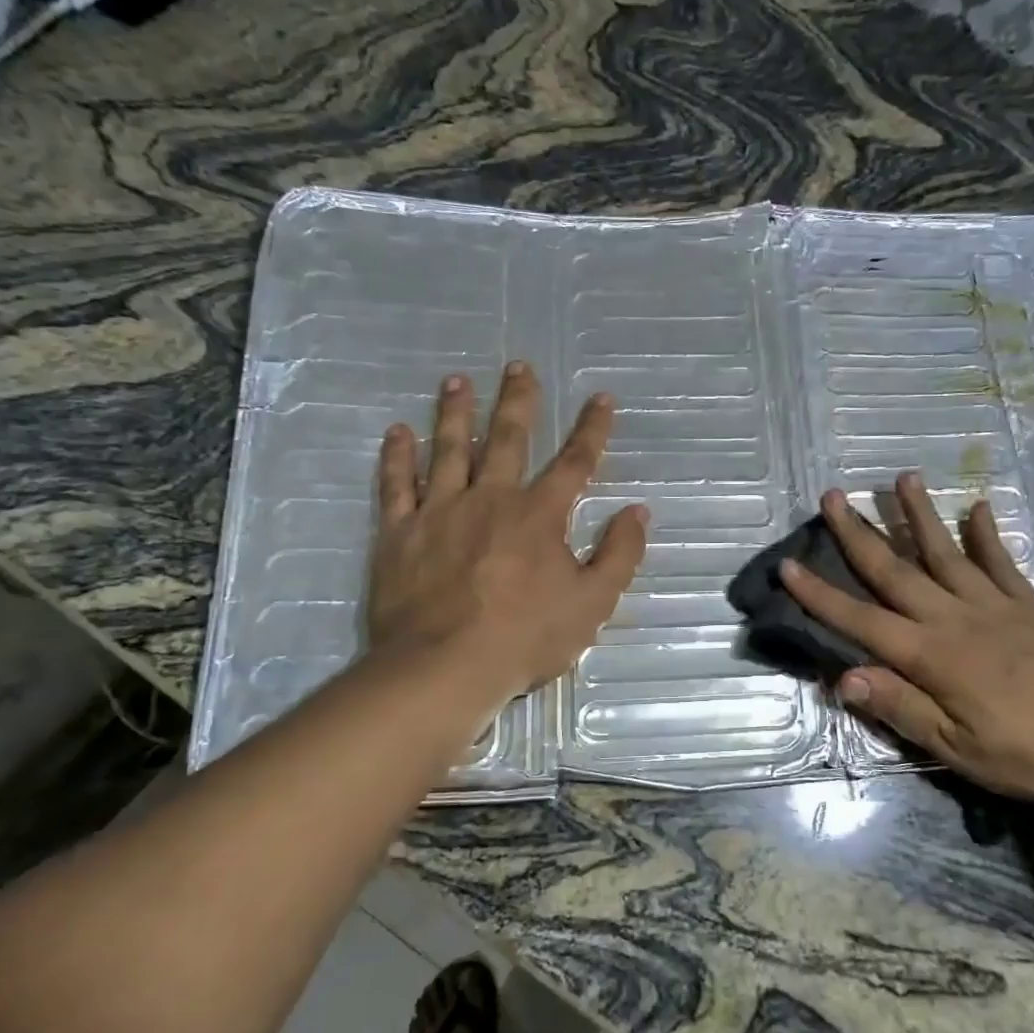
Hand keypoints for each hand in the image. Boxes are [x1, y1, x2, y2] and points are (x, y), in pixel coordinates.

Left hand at [365, 363, 647, 707]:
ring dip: (454, 412)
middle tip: (518, 366)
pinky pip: (396, 484)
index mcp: (539, 515)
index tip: (601, 398)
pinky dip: (396, 456)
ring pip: (449, 449)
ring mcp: (440, 511)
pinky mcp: (399, 532)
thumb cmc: (525, 638)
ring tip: (456, 381)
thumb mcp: (592, 604)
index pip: (574, 462)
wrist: (444, 667)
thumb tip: (637, 512)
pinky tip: (396, 431)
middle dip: (517, 401)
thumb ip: (618, 555)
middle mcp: (490, 499)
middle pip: (507, 439)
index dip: (591, 429)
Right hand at [780, 475, 1033, 803]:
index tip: (788, 565)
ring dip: (919, 515)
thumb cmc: (1031, 753)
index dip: (820, 595)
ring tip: (902, 477)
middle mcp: (954, 618)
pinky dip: (987, 534)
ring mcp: (994, 606)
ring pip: (945, 552)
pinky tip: (977, 507)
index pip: (861, 620)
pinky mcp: (1029, 606)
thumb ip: (901, 707)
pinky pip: (1001, 563)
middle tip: (833, 496)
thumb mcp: (957, 747)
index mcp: (931, 655)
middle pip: (896, 570)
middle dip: (859, 534)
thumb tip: (843, 677)